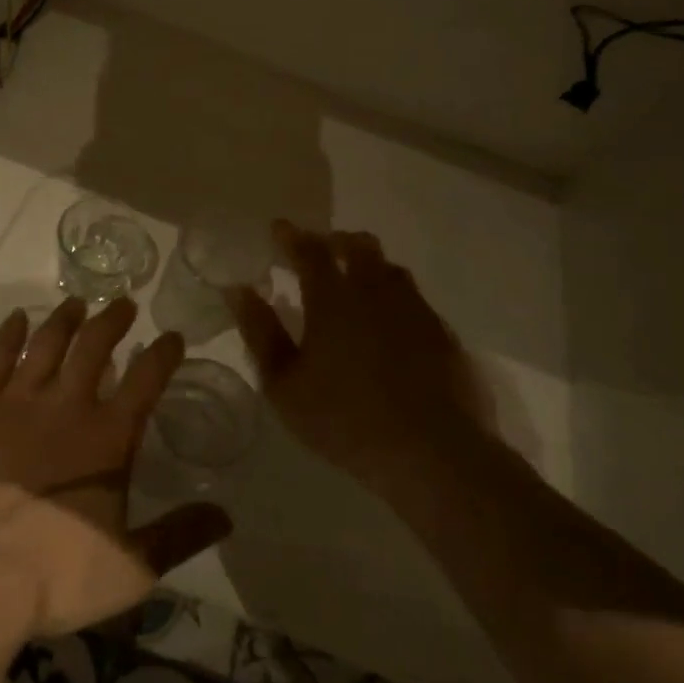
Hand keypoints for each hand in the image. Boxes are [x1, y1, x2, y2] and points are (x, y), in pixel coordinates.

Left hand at [0, 297, 231, 637]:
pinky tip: (17, 318)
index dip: (163, 353)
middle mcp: (66, 406)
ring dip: (65, 319)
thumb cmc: (56, 573)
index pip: (146, 380)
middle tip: (123, 303)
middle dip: (112, 321)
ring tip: (76, 303)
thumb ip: (179, 536)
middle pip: (94, 347)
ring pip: (47, 344)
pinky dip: (9, 334)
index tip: (171, 335)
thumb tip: (226, 515)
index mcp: (109, 437)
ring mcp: (16, 402)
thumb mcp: (132, 568)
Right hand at [228, 220, 496, 493]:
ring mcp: (416, 310)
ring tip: (356, 282)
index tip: (278, 228)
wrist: (434, 453)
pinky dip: (396, 298)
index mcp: (333, 299)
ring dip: (369, 265)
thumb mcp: (284, 385)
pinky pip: (415, 300)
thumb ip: (260, 332)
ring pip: (391, 269)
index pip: (309, 250)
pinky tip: (391, 323)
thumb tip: (238, 291)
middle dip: (335, 241)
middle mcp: (376, 292)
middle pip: (358, 246)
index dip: (291, 236)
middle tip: (320, 251)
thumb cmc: (345, 419)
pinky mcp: (444, 335)